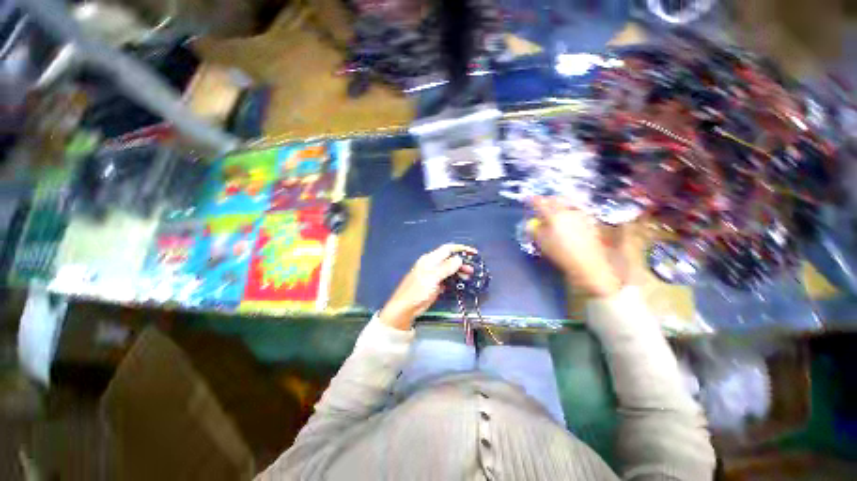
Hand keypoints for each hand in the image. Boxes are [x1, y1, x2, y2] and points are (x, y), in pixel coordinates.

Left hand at [378, 244, 475, 329]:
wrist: (406, 307)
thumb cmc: (417, 290)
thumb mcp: (432, 277)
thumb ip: (446, 267)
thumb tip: (459, 258)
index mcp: (430, 259)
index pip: (448, 249)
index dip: (461, 249)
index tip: (473, 253)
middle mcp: (433, 264)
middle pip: (450, 259)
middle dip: (462, 262)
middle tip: (472, 270)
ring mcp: (434, 275)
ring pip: (450, 269)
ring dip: (459, 271)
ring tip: (468, 277)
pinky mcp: (435, 284)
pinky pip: (448, 279)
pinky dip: (455, 280)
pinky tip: (461, 284)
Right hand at [530, 197, 621, 296]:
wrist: (587, 263)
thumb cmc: (559, 252)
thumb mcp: (541, 242)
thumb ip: (534, 230)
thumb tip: (530, 223)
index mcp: (553, 214)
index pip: (539, 202)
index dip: (532, 200)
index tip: (527, 199)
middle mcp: (568, 210)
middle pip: (555, 199)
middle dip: (547, 200)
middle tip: (540, 205)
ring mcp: (581, 215)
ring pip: (567, 204)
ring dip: (559, 205)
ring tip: (554, 212)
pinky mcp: (590, 221)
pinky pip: (576, 211)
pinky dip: (569, 212)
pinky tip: (567, 220)